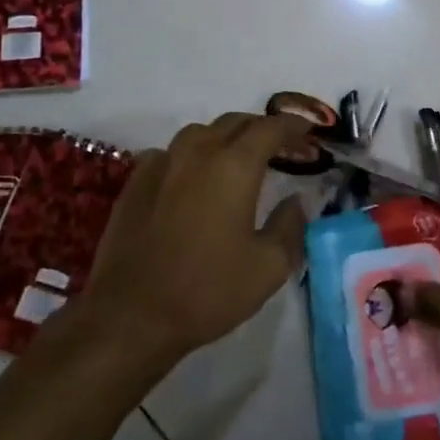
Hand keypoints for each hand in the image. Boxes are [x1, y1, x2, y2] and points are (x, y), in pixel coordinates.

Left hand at [73, 112, 310, 370]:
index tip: (309, 132)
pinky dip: (191, 155)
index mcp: (234, 166)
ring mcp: (161, 164)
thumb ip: (290, 225)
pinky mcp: (135, 183)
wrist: (130, 316)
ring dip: (226, 137)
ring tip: (239, 158)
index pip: (270, 129)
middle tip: (282, 148)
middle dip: (262, 129)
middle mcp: (197, 153)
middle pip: (235, 123)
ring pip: (200, 132)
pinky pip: (170, 153)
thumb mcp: (269, 267)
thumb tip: (297, 201)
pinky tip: (193, 178)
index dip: (293, 126)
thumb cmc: (207, 291)